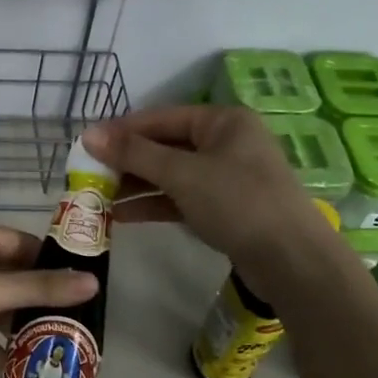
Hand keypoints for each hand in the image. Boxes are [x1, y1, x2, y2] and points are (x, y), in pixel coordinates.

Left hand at [0, 217, 98, 373]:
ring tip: (54, 350)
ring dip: (18, 325)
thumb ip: (35, 289)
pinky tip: (12, 367)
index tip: (88, 293)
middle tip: (76, 328)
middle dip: (40, 301)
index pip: (26, 245)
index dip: (56, 266)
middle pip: (13, 275)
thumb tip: (93, 282)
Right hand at [82, 105, 339, 274]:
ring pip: (170, 174)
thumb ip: (134, 154)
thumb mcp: (182, 174)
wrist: (292, 260)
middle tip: (88, 175)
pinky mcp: (224, 207)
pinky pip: (180, 198)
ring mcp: (226, 176)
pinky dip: (153, 205)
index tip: (86, 146)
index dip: (121, 131)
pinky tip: (122, 216)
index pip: (160, 118)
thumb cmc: (238, 202)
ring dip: (135, 185)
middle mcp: (225, 142)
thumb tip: (88, 135)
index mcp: (222, 121)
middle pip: (164, 146)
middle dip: (126, 162)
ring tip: (97, 198)